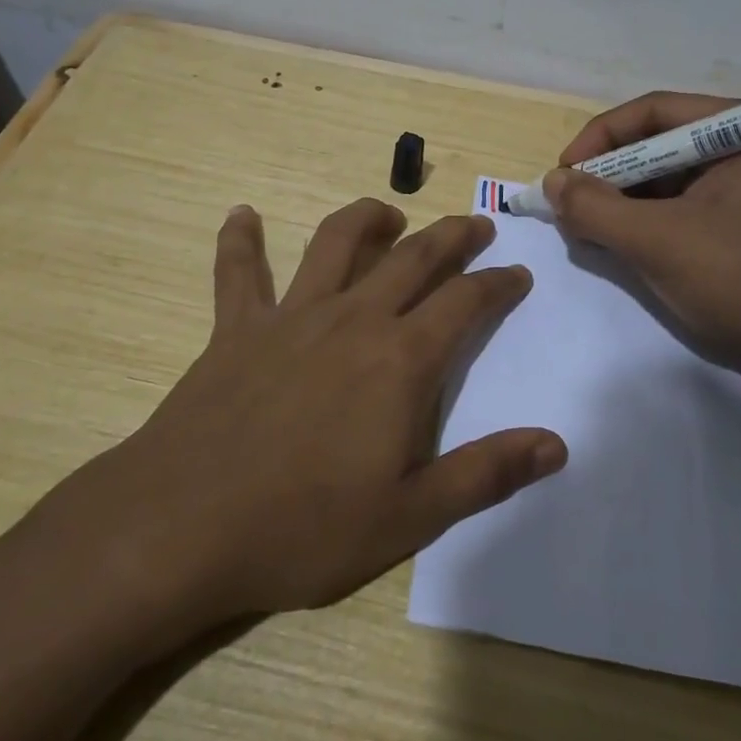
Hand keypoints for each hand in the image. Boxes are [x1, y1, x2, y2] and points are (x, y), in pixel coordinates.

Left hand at [68, 199, 565, 621]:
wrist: (184, 525)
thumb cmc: (304, 527)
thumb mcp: (410, 518)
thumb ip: (485, 475)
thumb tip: (556, 445)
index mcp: (399, 361)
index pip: (464, 303)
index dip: (496, 284)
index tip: (516, 273)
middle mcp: (351, 320)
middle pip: (412, 258)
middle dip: (451, 236)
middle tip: (475, 224)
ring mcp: (290, 317)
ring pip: (335, 244)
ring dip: (366, 219)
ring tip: (388, 213)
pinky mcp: (236, 329)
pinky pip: (239, 272)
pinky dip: (240, 240)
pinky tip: (242, 215)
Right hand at [543, 91, 740, 402]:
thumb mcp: (657, 241)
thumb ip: (594, 207)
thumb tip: (552, 182)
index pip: (654, 113)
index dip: (599, 139)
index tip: (562, 175)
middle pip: (662, 144)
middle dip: (611, 174)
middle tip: (572, 206)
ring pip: (674, 179)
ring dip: (628, 201)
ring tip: (594, 230)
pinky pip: (691, 207)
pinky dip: (654, 222)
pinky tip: (631, 245)